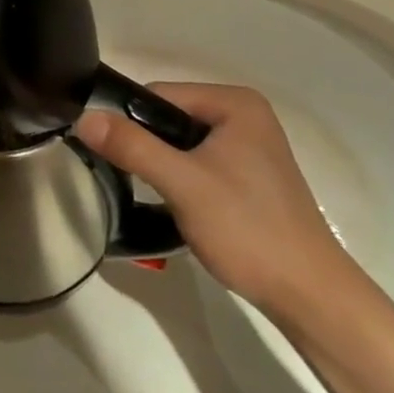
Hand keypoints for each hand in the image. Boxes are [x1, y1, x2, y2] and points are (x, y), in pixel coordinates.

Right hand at [76, 83, 351, 318]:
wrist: (311, 297)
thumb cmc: (248, 229)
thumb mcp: (182, 184)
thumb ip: (132, 146)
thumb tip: (82, 117)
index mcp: (235, 103)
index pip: (159, 95)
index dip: (131, 122)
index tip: (115, 156)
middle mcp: (244, 115)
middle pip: (169, 117)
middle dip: (147, 146)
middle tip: (135, 181)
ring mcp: (250, 146)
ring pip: (181, 142)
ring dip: (162, 165)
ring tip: (156, 196)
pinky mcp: (249, 175)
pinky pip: (198, 161)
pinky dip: (181, 178)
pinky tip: (178, 205)